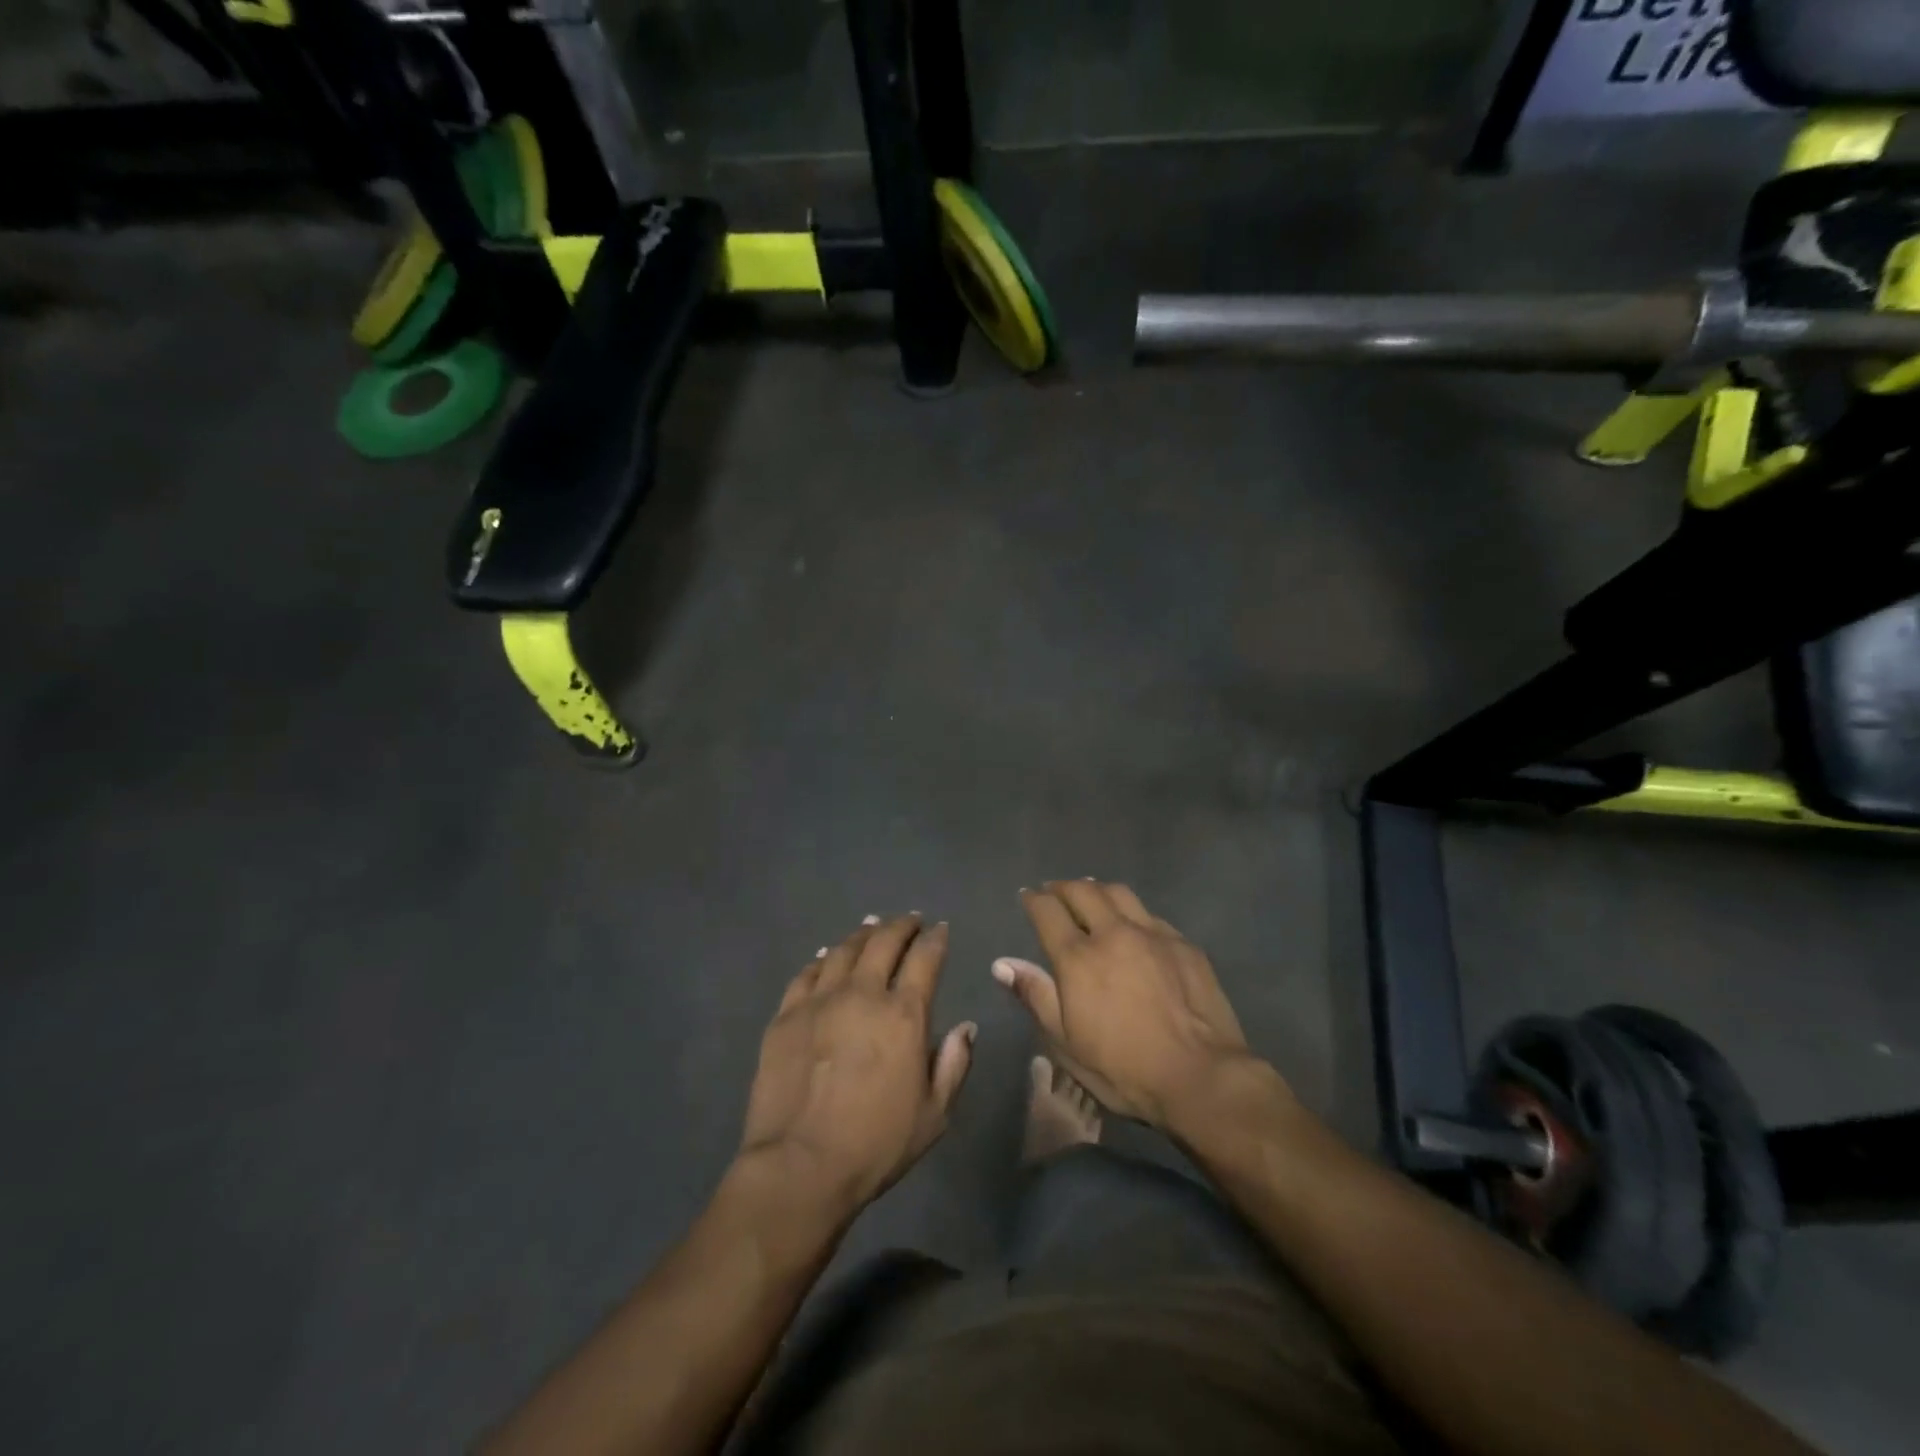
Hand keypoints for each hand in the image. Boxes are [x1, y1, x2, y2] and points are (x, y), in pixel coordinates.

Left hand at [738, 915, 974, 1216]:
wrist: (799, 1166)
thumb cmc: (875, 1144)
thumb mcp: (934, 1115)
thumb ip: (954, 1064)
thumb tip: (966, 1027)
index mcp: (904, 1014)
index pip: (925, 959)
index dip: (935, 939)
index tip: (940, 929)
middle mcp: (863, 994)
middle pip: (883, 942)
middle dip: (901, 925)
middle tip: (909, 920)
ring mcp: (820, 1000)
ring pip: (844, 950)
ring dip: (863, 934)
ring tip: (872, 926)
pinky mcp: (786, 1015)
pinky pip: (807, 973)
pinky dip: (823, 958)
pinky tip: (828, 956)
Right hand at [995, 881, 1277, 1131]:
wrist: (1201, 1076)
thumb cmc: (1123, 1068)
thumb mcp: (1066, 1044)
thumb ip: (1036, 996)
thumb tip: (1002, 963)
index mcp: (1078, 958)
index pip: (1048, 912)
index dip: (1034, 900)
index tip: (1028, 896)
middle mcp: (1113, 934)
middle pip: (1083, 892)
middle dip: (1063, 887)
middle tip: (1054, 890)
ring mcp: (1153, 934)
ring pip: (1120, 893)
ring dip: (1098, 889)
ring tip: (1090, 892)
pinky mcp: (1184, 944)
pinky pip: (1150, 915)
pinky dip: (1132, 912)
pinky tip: (1134, 925)